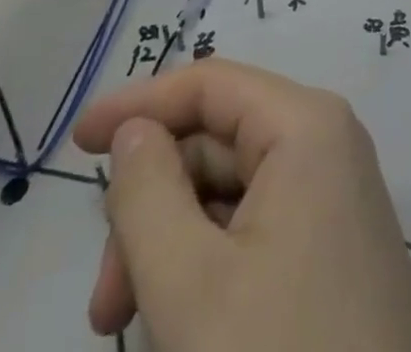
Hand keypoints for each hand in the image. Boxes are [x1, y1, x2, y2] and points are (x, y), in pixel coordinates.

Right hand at [73, 60, 410, 351]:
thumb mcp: (191, 284)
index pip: (210, 84)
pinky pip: (257, 229)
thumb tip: (135, 131)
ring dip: (172, 245)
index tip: (76, 142)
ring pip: (231, 192)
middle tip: (104, 302)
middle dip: (151, 206)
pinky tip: (181, 327)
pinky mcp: (335, 250)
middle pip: (217, 142)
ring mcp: (335, 199)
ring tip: (129, 324)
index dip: (140, 104)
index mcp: (305, 124)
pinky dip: (208, 265)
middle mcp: (326, 145)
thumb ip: (147, 194)